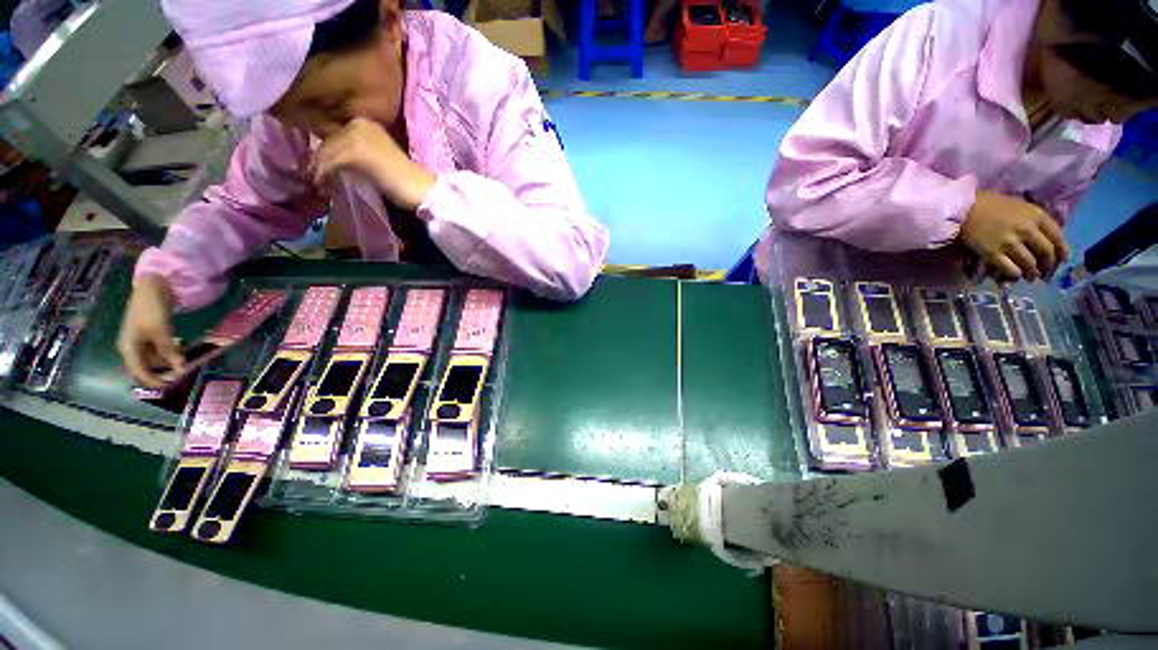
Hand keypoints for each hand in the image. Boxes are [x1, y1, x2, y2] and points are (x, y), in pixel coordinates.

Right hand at [118, 275, 181, 387]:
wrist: (152, 288)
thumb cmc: (151, 308)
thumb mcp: (160, 330)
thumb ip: (168, 349)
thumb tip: (179, 367)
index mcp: (128, 348)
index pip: (139, 371)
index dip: (154, 380)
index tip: (170, 386)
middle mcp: (132, 347)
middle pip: (147, 367)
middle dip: (163, 372)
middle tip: (182, 376)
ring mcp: (140, 341)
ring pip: (154, 359)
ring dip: (168, 363)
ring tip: (185, 366)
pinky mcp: (150, 335)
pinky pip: (159, 350)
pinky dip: (169, 354)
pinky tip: (181, 355)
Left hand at [310, 117, 435, 210]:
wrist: (421, 189)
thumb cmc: (404, 180)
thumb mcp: (377, 160)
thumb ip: (357, 154)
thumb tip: (328, 161)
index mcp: (367, 123)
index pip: (335, 135)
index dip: (326, 153)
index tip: (322, 170)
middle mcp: (360, 123)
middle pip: (328, 142)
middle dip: (319, 162)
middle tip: (315, 180)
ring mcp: (357, 136)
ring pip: (326, 152)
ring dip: (318, 171)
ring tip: (318, 186)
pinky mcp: (355, 151)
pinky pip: (330, 163)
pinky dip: (323, 176)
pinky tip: (323, 187)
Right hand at [959, 191, 1069, 281]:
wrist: (963, 209)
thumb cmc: (992, 205)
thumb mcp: (1020, 207)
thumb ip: (1034, 221)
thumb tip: (1044, 239)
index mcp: (1035, 216)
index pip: (1057, 237)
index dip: (1061, 251)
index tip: (1062, 260)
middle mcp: (1026, 230)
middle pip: (1045, 253)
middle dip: (1048, 265)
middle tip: (1047, 273)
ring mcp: (1009, 243)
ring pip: (1029, 264)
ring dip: (1032, 273)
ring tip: (1031, 276)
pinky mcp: (992, 254)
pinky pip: (1009, 269)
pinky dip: (1015, 274)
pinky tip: (1015, 275)